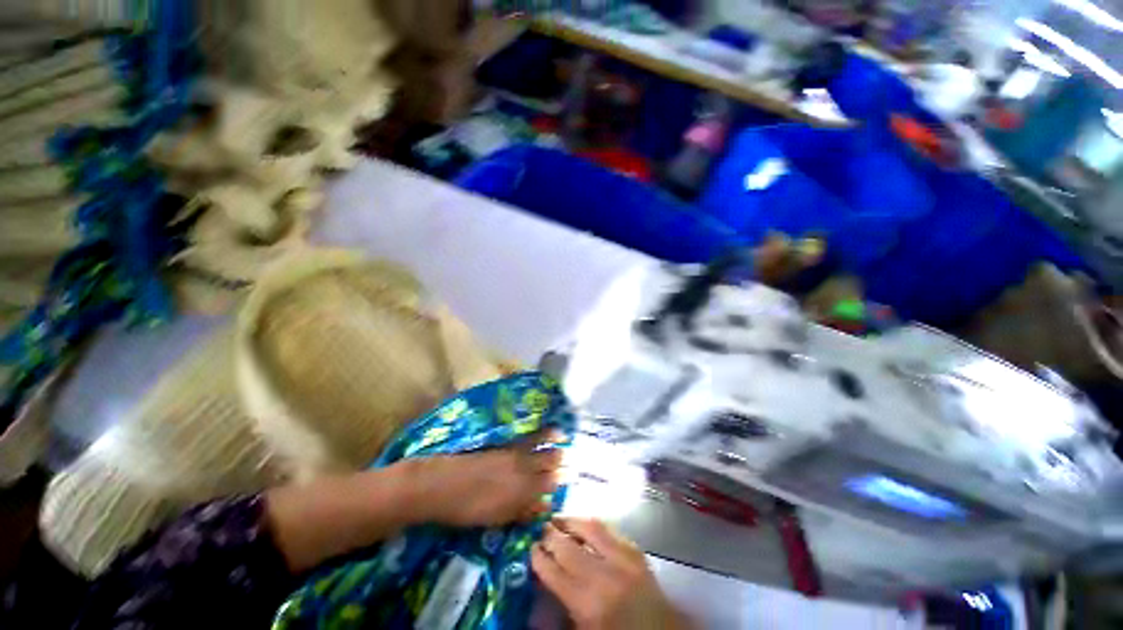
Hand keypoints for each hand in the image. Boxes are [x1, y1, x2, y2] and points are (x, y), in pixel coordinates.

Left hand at [409, 431, 563, 526]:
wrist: (440, 485)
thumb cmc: (466, 509)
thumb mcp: (496, 518)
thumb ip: (522, 510)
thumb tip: (542, 505)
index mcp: (522, 491)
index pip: (549, 484)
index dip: (559, 481)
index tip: (568, 477)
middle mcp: (523, 468)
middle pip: (548, 462)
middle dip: (560, 459)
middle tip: (569, 457)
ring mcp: (513, 453)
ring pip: (540, 446)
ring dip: (552, 441)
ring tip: (562, 434)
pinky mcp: (503, 444)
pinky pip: (527, 437)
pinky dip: (538, 433)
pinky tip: (542, 430)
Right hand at [531, 519, 688, 629]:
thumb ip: (562, 607)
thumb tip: (543, 582)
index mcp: (587, 604)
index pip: (554, 572)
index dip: (539, 557)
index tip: (531, 547)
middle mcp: (604, 576)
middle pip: (568, 547)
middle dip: (551, 535)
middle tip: (541, 529)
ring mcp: (623, 559)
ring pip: (590, 528)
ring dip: (571, 521)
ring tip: (559, 519)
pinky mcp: (637, 551)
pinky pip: (610, 529)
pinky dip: (593, 524)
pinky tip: (585, 524)